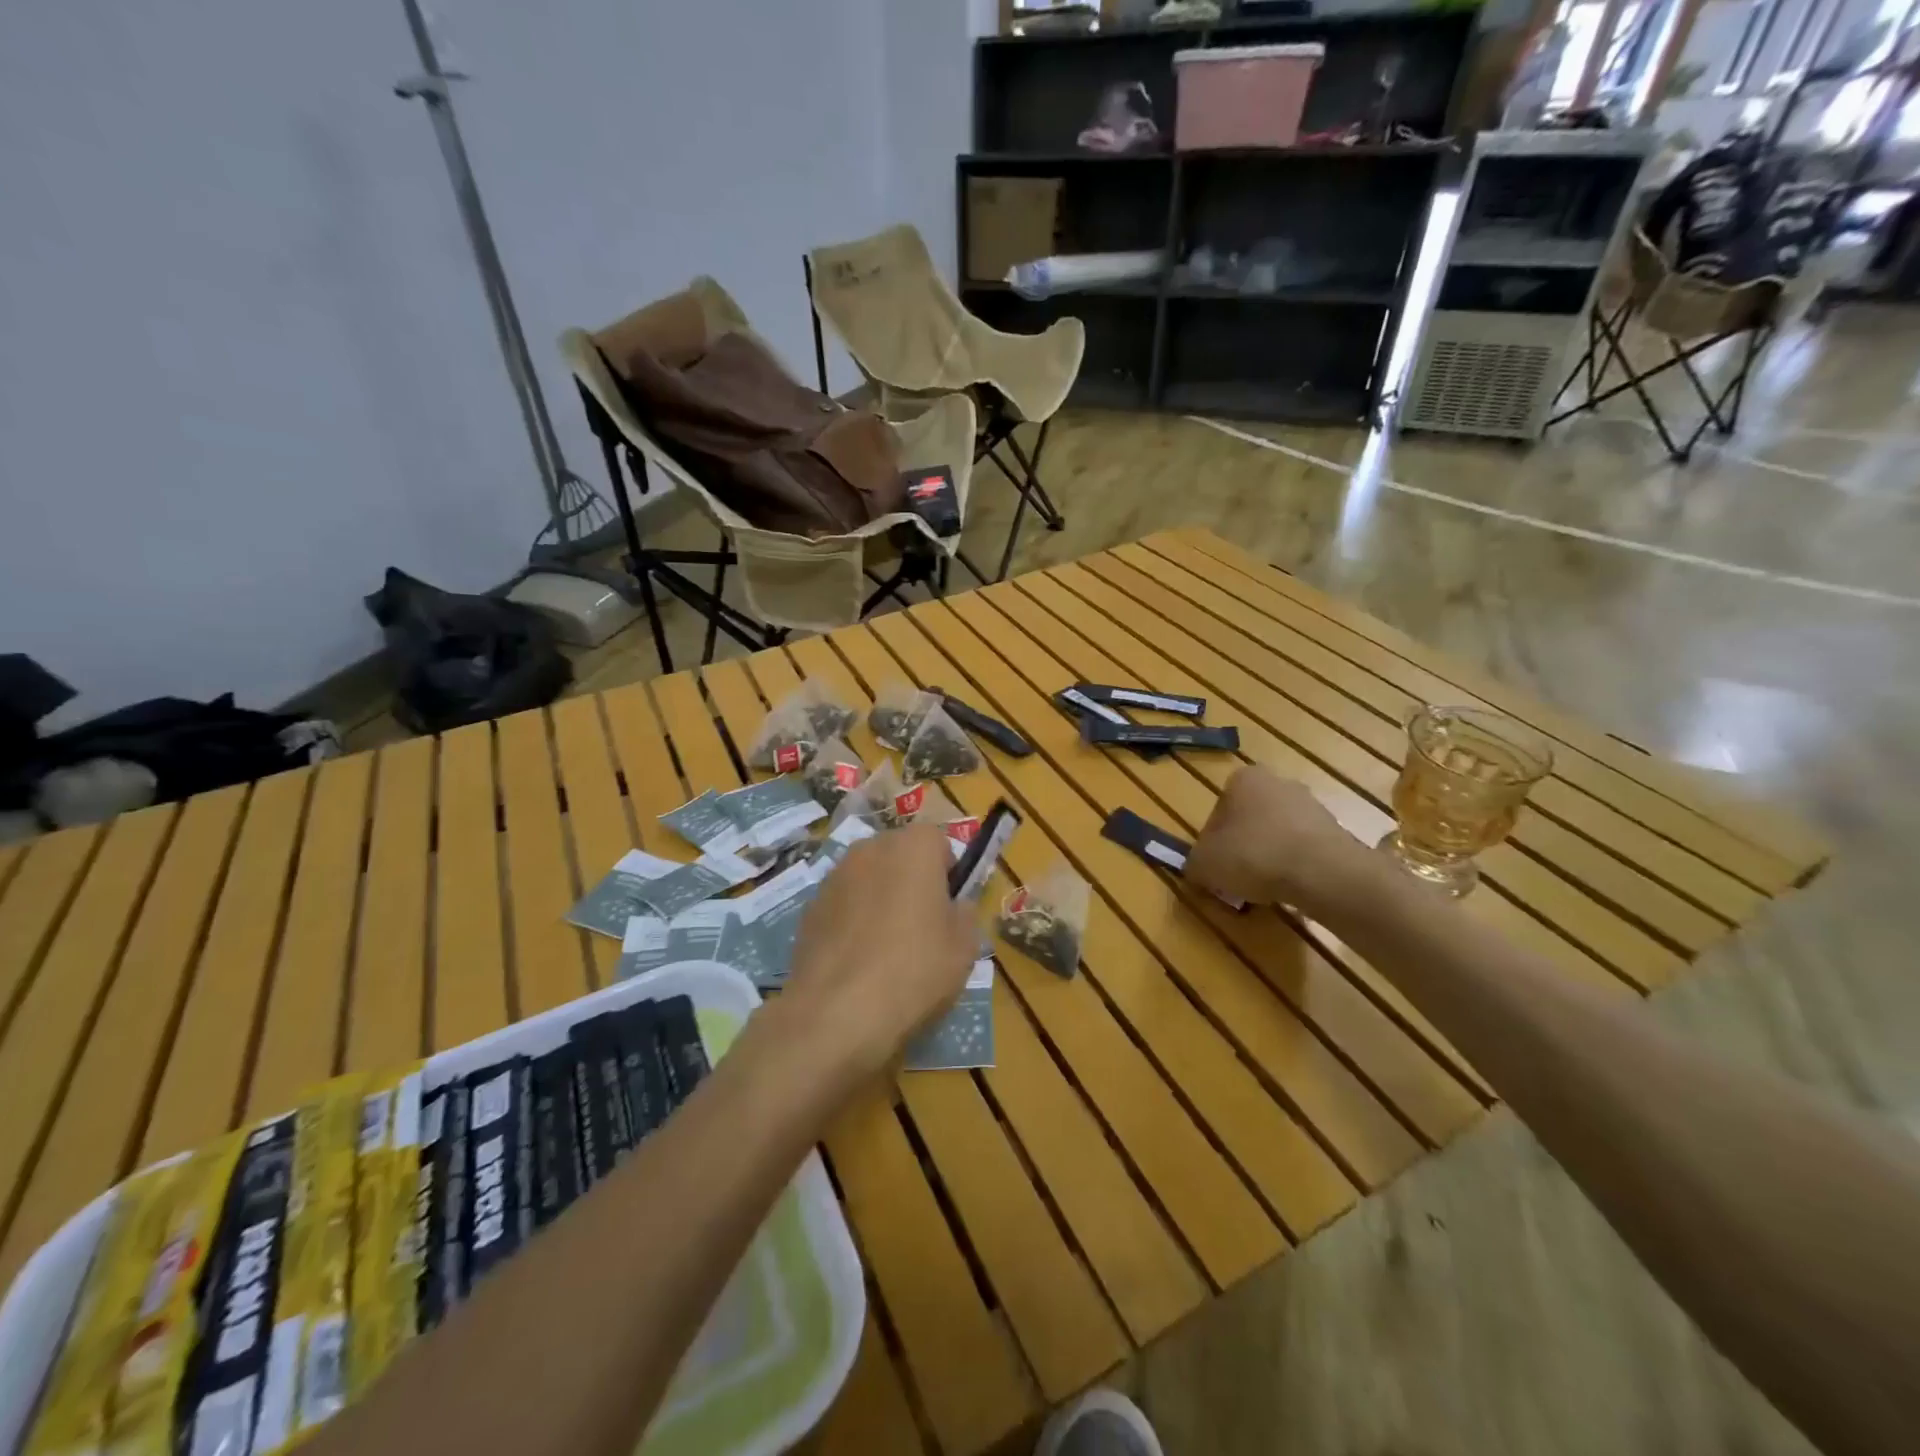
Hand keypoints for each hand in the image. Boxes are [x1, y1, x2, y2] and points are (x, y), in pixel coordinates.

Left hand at [779, 822, 976, 1082]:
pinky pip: (843, 904)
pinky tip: (858, 961)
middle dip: (911, 881)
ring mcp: (834, 875)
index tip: (950, 908)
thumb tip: (954, 906)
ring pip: (869, 878)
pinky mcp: (809, 907)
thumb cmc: (914, 970)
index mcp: (914, 847)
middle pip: (900, 855)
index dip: (948, 873)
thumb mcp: (964, 947)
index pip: (939, 842)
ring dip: (879, 899)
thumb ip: (965, 913)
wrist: (837, 1012)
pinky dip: (852, 921)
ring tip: (887, 948)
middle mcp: (871, 848)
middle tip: (922, 927)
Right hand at [1187, 766, 1376, 916]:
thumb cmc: (1253, 855)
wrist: (1322, 872)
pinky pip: (1302, 849)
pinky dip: (1294, 866)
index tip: (1215, 867)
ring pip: (1277, 835)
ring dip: (1268, 857)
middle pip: (1249, 820)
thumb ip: (1194, 864)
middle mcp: (1278, 782)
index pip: (1217, 812)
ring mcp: (1311, 804)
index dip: (1212, 843)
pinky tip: (1290, 887)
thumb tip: (1199, 870)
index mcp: (1243, 779)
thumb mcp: (1204, 864)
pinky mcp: (1335, 830)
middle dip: (1242, 847)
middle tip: (1236, 878)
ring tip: (1264, 888)